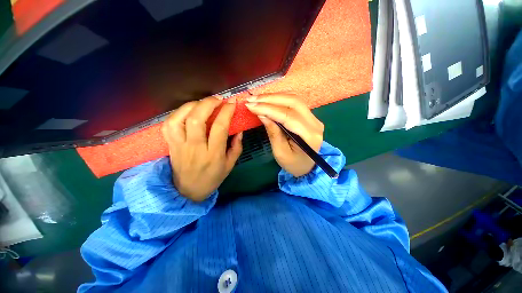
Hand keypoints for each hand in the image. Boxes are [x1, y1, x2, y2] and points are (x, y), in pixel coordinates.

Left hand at [161, 97, 242, 201]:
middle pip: (197, 119)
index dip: (226, 112)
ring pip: (180, 119)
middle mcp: (195, 148)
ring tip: (203, 103)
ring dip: (192, 105)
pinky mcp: (170, 145)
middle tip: (218, 99)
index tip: (232, 103)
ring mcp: (179, 146)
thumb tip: (239, 130)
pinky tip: (188, 111)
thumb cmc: (212, 178)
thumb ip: (236, 147)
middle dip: (208, 103)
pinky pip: (168, 124)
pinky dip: (178, 113)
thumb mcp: (230, 165)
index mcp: (213, 154)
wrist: (188, 191)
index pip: (219, 128)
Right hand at [245, 93, 323, 176]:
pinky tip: (269, 100)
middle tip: (252, 99)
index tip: (251, 106)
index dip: (268, 109)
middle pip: (293, 102)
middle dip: (270, 99)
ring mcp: (314, 118)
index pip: (287, 115)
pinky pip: (295, 102)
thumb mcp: (280, 153)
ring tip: (257, 98)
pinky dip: (280, 98)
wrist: (308, 166)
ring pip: (294, 99)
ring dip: (274, 97)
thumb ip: (273, 133)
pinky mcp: (310, 116)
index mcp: (309, 136)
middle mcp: (315, 123)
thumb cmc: (293, 164)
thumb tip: (262, 114)